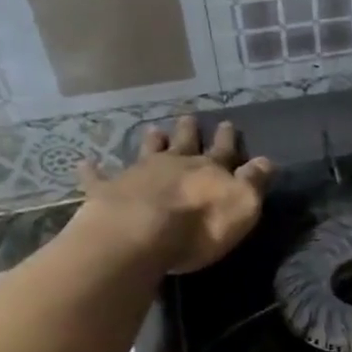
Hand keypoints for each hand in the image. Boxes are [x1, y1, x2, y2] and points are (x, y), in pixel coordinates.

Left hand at [73, 116, 272, 274]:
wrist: (139, 235)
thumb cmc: (199, 226)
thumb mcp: (242, 205)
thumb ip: (254, 182)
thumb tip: (267, 160)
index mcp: (209, 170)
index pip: (224, 150)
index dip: (227, 138)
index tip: (228, 123)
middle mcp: (174, 164)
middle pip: (184, 143)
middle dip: (189, 131)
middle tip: (189, 117)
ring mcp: (139, 174)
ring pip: (147, 152)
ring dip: (152, 141)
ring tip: (154, 130)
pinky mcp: (108, 191)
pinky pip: (98, 178)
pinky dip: (92, 170)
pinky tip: (85, 162)